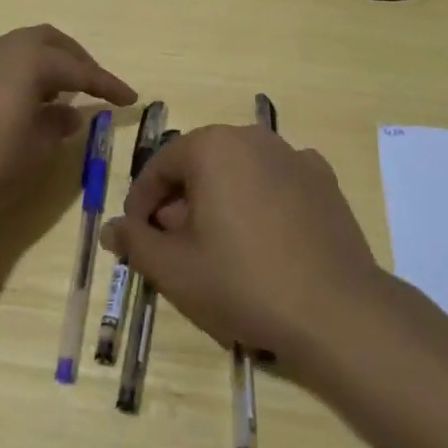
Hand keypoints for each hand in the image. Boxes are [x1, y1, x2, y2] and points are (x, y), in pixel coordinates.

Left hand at [0, 25, 135, 224]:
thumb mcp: (32, 150)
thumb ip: (56, 126)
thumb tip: (70, 113)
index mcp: (29, 60)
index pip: (79, 68)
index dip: (107, 84)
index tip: (131, 98)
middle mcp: (4, 48)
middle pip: (50, 42)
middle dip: (77, 60)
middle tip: (94, 85)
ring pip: (24, 48)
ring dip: (49, 64)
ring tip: (62, 93)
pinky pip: (5, 61)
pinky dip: (25, 72)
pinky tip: (27, 101)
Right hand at [98, 122, 382, 362]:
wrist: (336, 311)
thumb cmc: (243, 282)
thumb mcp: (175, 269)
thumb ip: (136, 243)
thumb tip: (111, 229)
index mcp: (212, 146)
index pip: (160, 166)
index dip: (141, 202)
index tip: (137, 236)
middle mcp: (252, 137)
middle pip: (200, 165)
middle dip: (180, 201)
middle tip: (174, 246)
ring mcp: (293, 155)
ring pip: (239, 171)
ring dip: (220, 200)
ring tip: (218, 246)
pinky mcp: (323, 180)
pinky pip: (277, 181)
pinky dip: (262, 201)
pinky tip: (265, 238)